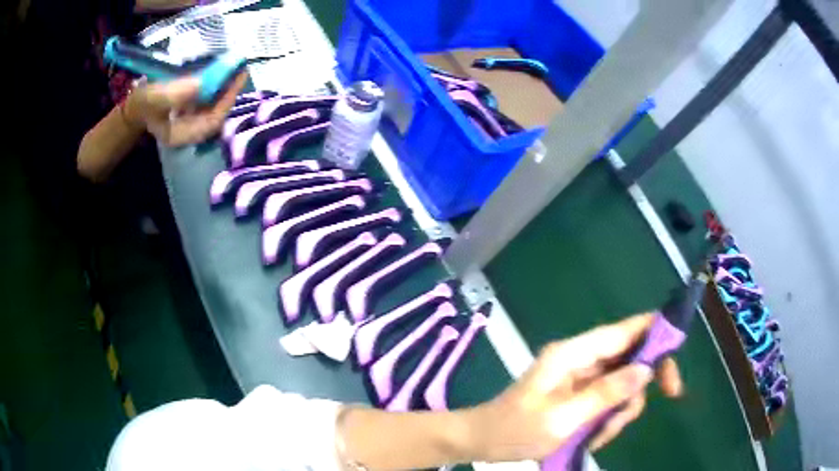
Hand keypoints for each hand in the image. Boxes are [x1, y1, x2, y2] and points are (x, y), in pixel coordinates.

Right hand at [124, 72, 246, 145]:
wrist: (135, 107)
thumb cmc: (142, 105)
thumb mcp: (155, 99)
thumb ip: (175, 94)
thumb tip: (201, 84)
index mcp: (182, 136)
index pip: (212, 122)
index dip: (227, 101)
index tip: (238, 79)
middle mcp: (191, 131)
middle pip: (217, 113)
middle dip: (229, 92)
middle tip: (241, 69)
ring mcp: (192, 121)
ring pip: (214, 106)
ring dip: (225, 88)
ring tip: (236, 68)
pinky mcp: (191, 111)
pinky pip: (208, 100)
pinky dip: (216, 87)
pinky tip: (221, 73)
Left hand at [466, 314, 682, 462]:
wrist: (482, 441)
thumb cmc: (516, 430)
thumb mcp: (563, 418)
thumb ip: (606, 394)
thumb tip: (647, 369)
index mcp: (573, 354)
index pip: (623, 331)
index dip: (654, 330)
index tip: (678, 347)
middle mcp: (580, 359)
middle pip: (629, 359)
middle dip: (636, 389)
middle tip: (637, 412)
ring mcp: (580, 377)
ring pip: (621, 385)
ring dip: (618, 413)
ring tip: (595, 437)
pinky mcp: (579, 394)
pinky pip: (608, 401)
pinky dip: (606, 420)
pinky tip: (589, 439)